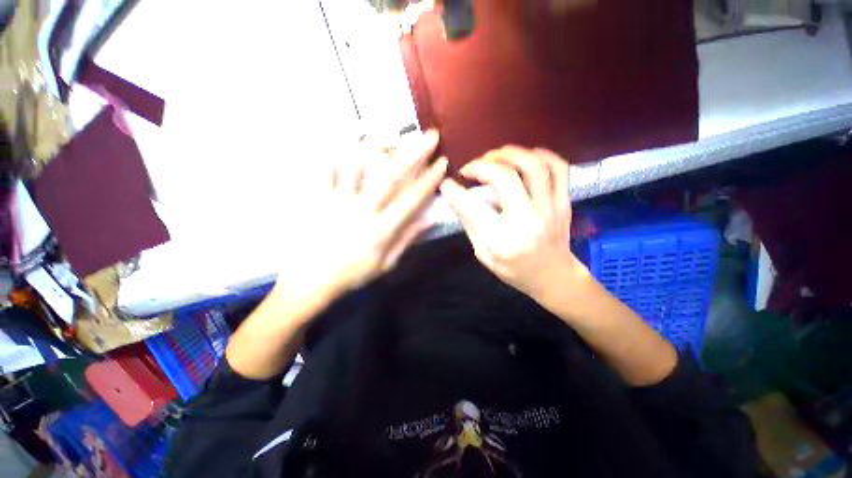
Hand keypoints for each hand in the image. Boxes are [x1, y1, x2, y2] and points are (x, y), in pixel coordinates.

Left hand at [274, 130, 446, 305]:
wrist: (312, 281)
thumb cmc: (353, 274)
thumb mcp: (387, 263)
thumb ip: (408, 238)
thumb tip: (431, 219)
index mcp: (382, 228)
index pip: (412, 199)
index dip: (429, 180)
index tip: (442, 162)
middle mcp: (364, 210)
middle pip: (392, 177)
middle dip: (414, 154)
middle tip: (429, 136)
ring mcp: (340, 201)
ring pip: (359, 166)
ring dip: (376, 146)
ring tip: (388, 132)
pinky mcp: (320, 198)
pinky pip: (327, 171)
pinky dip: (337, 154)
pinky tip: (347, 142)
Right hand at [440, 146, 587, 302]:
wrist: (554, 277)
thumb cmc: (515, 271)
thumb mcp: (484, 256)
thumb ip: (472, 226)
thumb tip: (459, 199)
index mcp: (504, 241)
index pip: (474, 208)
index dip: (455, 192)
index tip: (446, 184)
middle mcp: (528, 221)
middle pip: (505, 178)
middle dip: (481, 166)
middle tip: (470, 168)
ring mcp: (551, 208)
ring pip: (534, 166)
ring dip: (509, 154)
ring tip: (494, 157)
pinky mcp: (564, 201)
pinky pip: (559, 167)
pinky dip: (541, 154)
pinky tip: (524, 158)